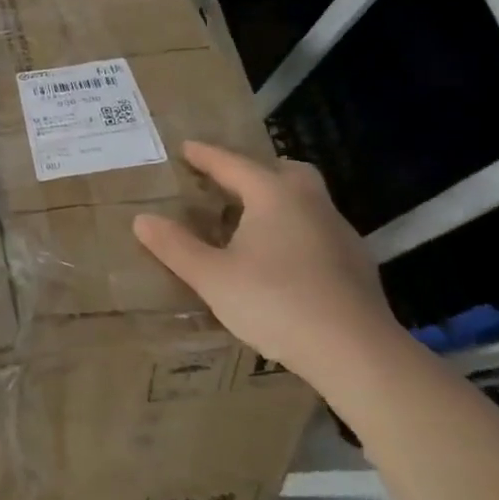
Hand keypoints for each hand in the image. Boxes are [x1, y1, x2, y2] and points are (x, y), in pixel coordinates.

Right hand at [132, 141, 403, 382]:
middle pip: (283, 171)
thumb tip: (142, 219)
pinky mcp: (356, 263)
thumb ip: (176, 247)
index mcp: (273, 196)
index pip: (232, 164)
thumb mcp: (213, 277)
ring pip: (306, 200)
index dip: (205, 156)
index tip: (186, 147)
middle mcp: (310, 202)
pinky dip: (297, 231)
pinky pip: (319, 230)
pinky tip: (284, 261)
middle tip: (228, 183)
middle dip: (255, 171)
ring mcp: (339, 232)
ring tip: (252, 224)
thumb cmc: (276, 303)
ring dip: (278, 201)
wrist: (356, 352)